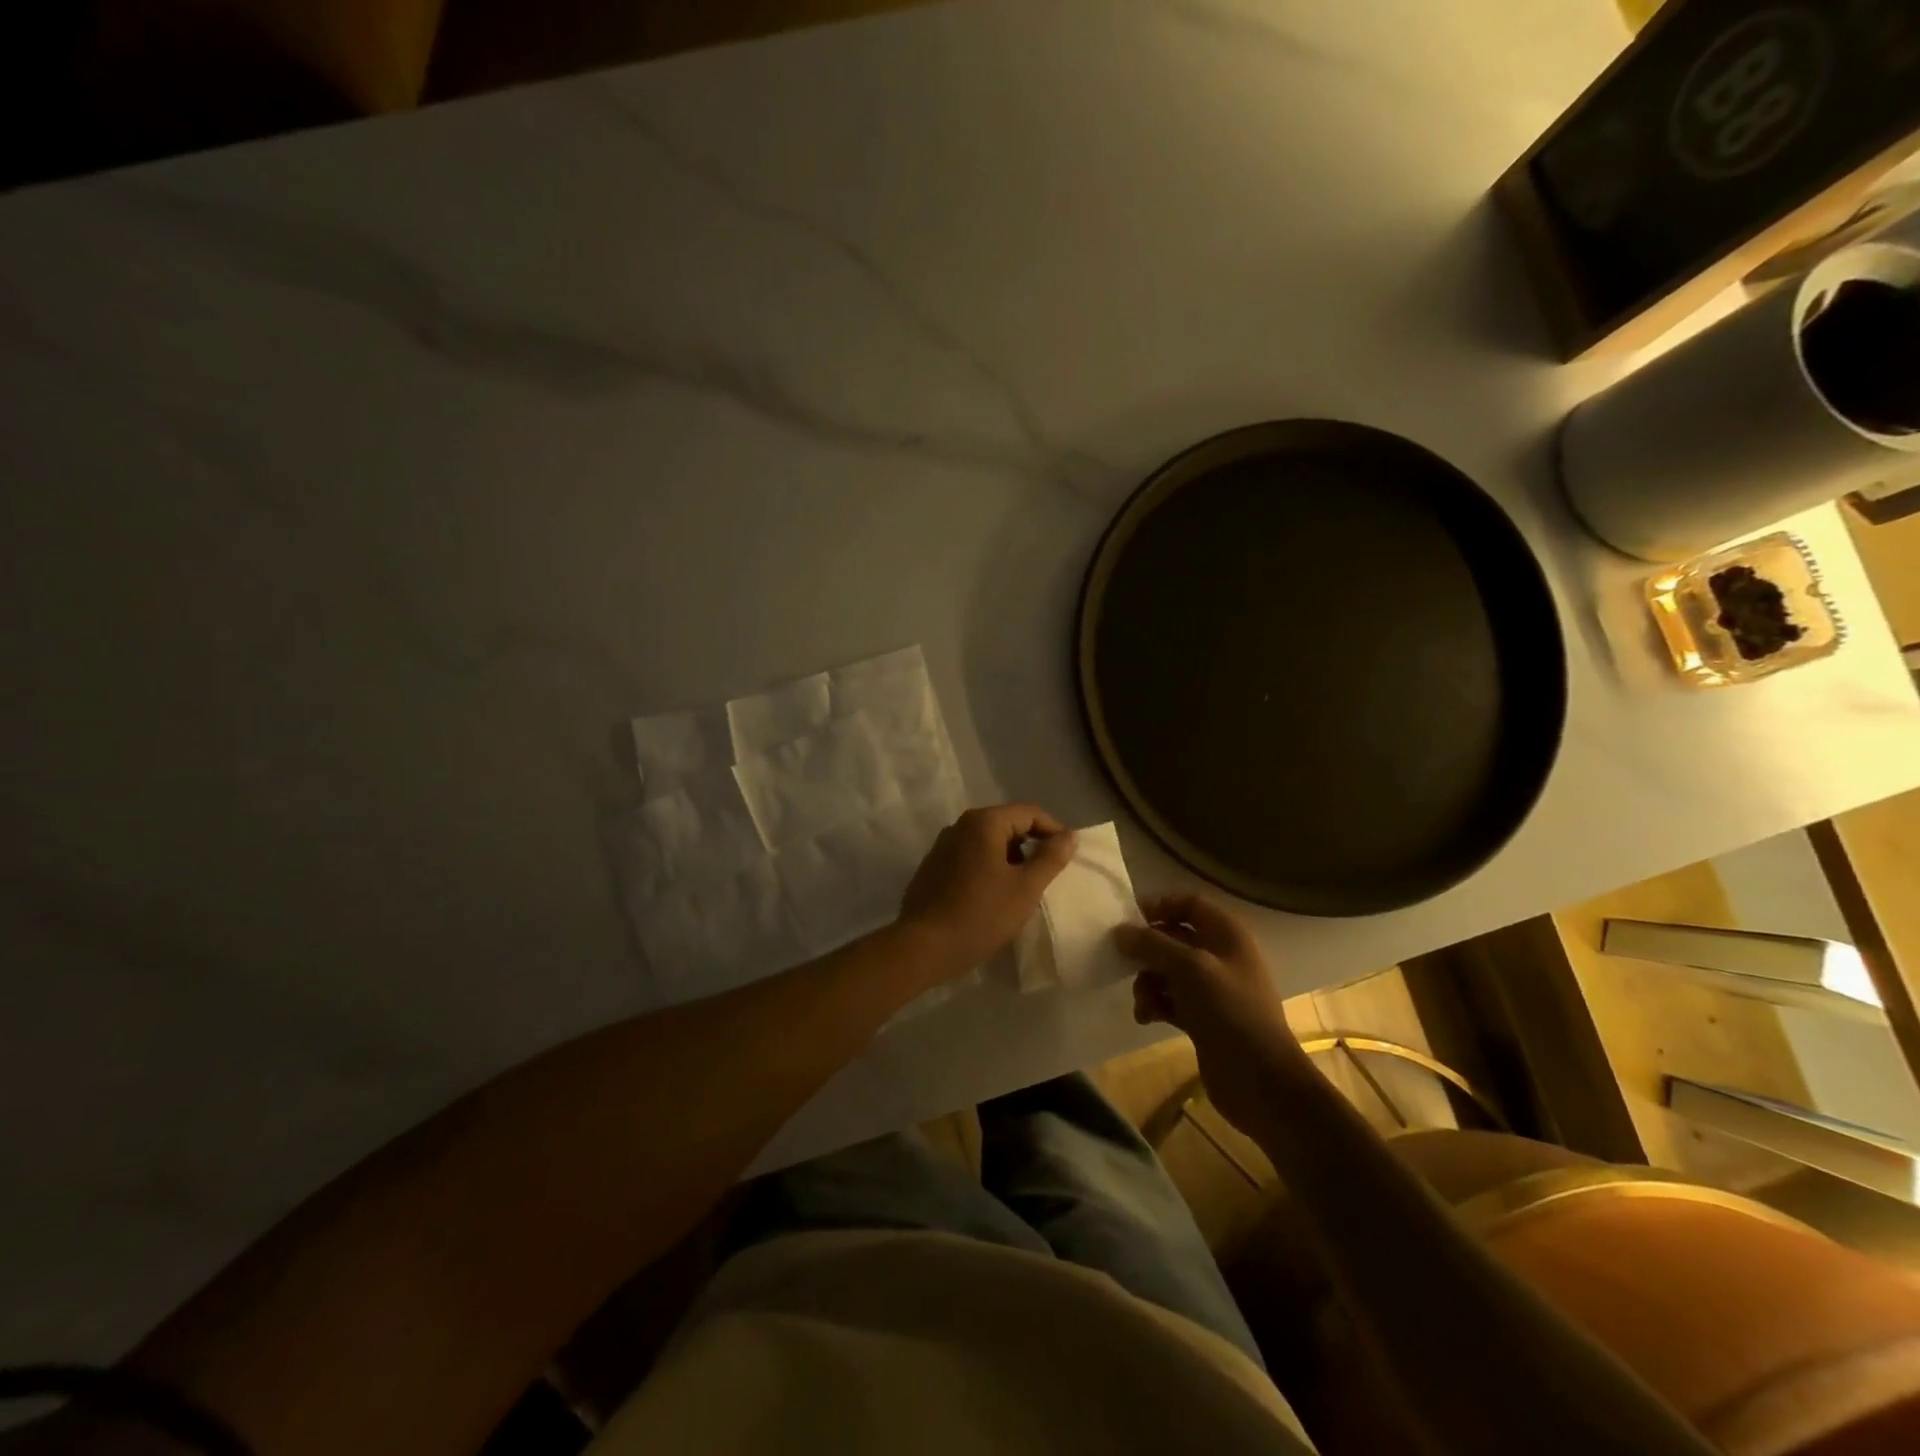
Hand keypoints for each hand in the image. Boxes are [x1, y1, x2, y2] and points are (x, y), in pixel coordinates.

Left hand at [898, 804, 1075, 977]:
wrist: (924, 946)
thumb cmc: (981, 915)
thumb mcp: (1025, 888)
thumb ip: (1050, 858)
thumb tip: (1069, 835)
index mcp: (984, 822)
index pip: (1029, 812)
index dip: (1053, 830)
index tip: (1067, 856)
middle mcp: (960, 826)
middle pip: (1007, 824)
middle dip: (1030, 845)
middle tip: (1046, 875)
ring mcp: (942, 846)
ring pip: (987, 842)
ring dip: (1009, 858)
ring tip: (1022, 888)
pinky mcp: (933, 867)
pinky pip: (969, 857)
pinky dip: (988, 867)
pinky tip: (992, 896)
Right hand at [1114, 894, 1298, 1137]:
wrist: (1261, 1081)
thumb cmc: (1230, 1011)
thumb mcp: (1189, 969)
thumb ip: (1152, 945)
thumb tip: (1120, 931)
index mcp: (1227, 935)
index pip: (1190, 904)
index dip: (1160, 906)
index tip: (1129, 918)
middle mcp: (1220, 956)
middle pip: (1174, 938)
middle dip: (1147, 950)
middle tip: (1121, 961)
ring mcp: (1212, 989)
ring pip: (1167, 971)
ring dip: (1147, 982)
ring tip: (1142, 1001)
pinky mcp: (1203, 1018)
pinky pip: (1170, 1000)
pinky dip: (1155, 1004)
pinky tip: (1146, 1018)